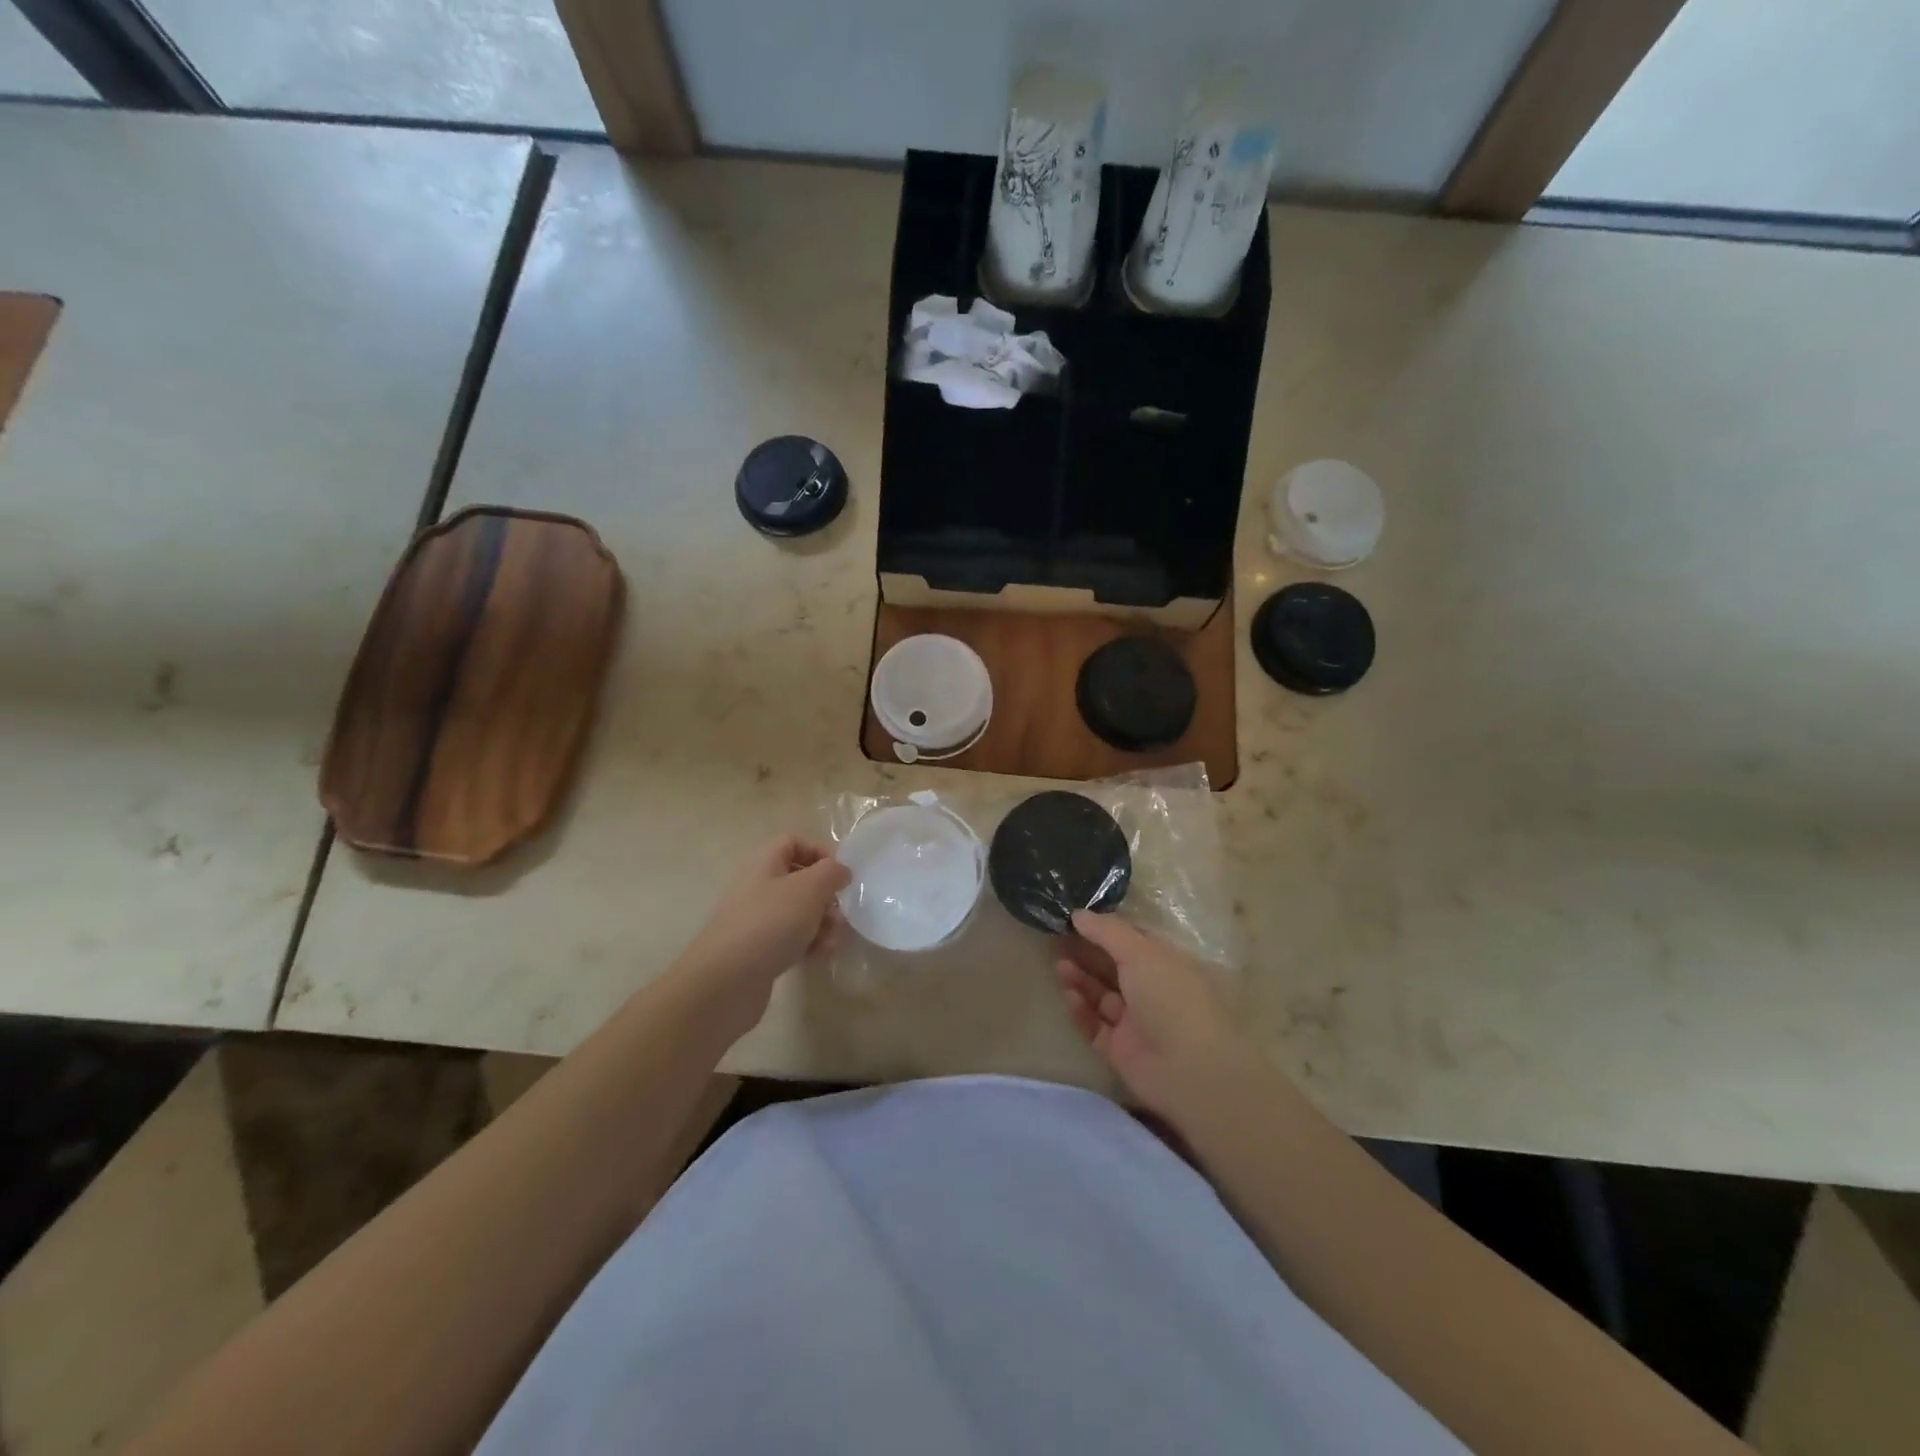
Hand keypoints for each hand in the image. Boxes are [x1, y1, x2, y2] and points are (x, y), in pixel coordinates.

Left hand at [674, 836, 850, 1037]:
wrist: (725, 982)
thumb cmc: (770, 923)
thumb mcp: (809, 888)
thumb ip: (832, 872)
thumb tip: (841, 871)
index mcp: (764, 863)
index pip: (792, 842)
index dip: (819, 851)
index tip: (841, 873)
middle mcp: (758, 887)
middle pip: (799, 879)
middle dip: (826, 894)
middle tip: (841, 910)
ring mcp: (756, 921)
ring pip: (798, 912)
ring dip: (822, 922)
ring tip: (833, 939)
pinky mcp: (759, 951)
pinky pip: (791, 939)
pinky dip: (809, 944)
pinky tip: (820, 955)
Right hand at [1055, 910, 1255, 1121]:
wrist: (1188, 1069)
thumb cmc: (1171, 997)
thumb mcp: (1140, 952)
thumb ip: (1107, 931)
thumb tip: (1079, 914)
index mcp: (1167, 963)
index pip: (1133, 941)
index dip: (1105, 929)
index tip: (1075, 918)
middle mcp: (1153, 990)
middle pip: (1114, 968)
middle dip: (1087, 954)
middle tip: (1058, 940)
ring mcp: (1137, 1022)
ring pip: (1102, 996)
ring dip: (1081, 980)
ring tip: (1060, 967)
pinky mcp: (1121, 1050)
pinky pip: (1095, 1026)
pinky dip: (1082, 1011)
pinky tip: (1069, 996)